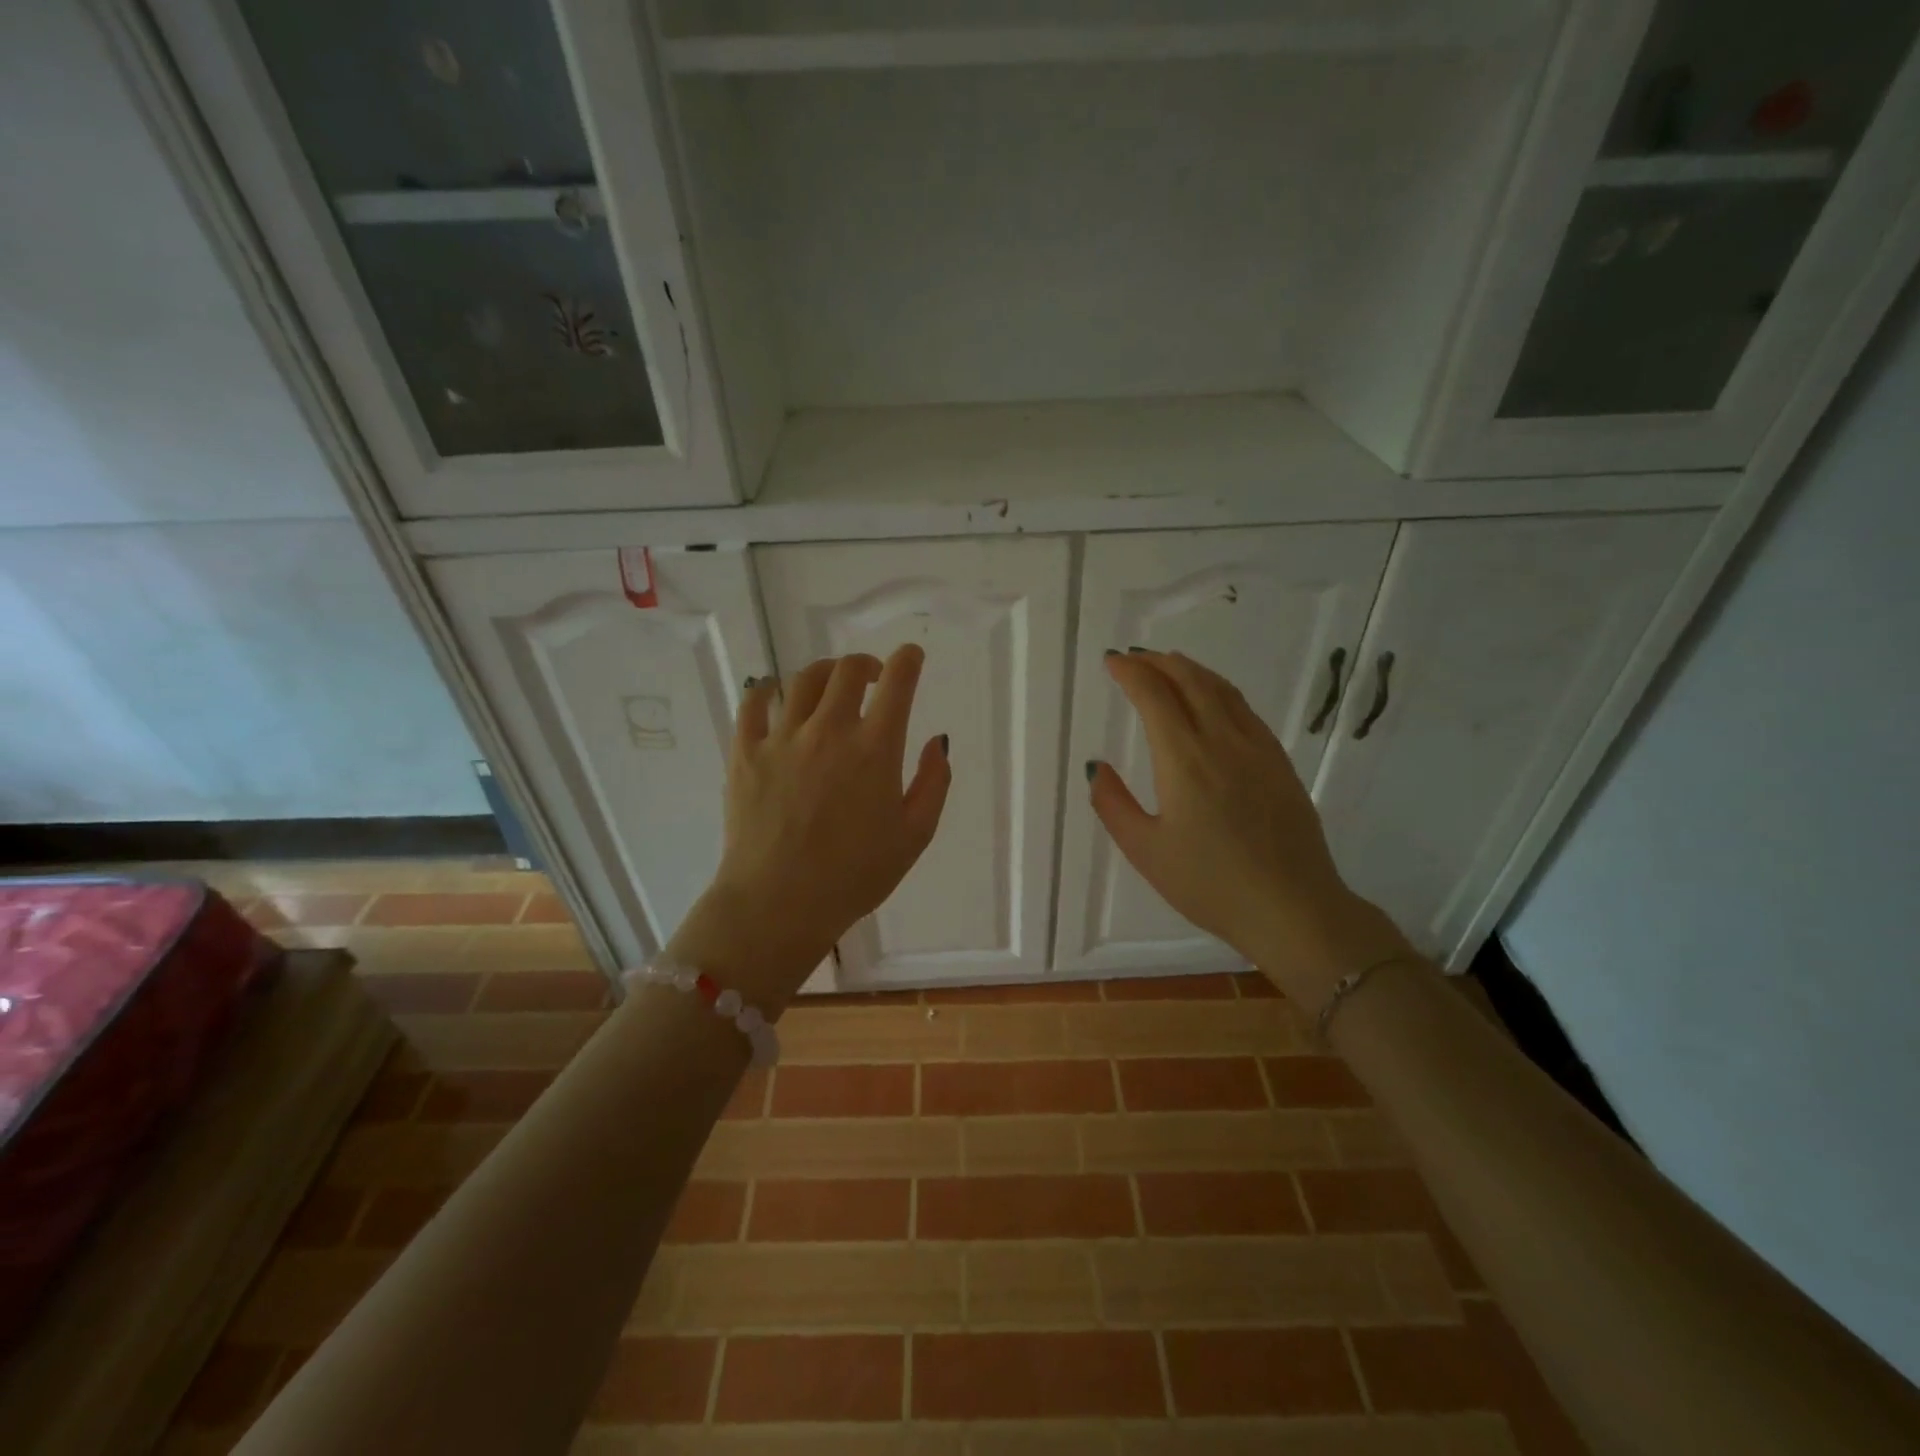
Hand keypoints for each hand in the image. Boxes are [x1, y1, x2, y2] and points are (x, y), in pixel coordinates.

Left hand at [665, 644, 950, 1015]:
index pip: (898, 682)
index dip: (909, 660)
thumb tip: (937, 741)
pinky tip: (775, 695)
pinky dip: (767, 690)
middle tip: (873, 677)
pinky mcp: (745, 753)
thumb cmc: (855, 876)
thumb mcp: (915, 836)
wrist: (779, 905)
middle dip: (867, 664)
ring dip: (824, 672)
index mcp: (874, 749)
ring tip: (830, 686)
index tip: (912, 657)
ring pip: (803, 679)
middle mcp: (828, 730)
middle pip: (847, 670)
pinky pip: (753, 704)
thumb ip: (934, 783)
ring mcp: (782, 738)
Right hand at [1089, 649, 1410, 1003]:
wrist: (1293, 908)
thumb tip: (1098, 767)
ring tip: (1169, 665)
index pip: (1154, 697)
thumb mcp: (1146, 852)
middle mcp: (1223, 742)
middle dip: (1159, 662)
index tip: (1112, 662)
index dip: (1131, 673)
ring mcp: (1258, 749)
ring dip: (1191, 670)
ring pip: (1222, 690)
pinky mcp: (1280, 763)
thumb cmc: (1210, 885)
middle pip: (1191, 681)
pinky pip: (1245, 710)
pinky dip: (1220, 691)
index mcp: (1184, 760)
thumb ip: (1113, 804)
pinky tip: (1213, 700)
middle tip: (1135, 658)